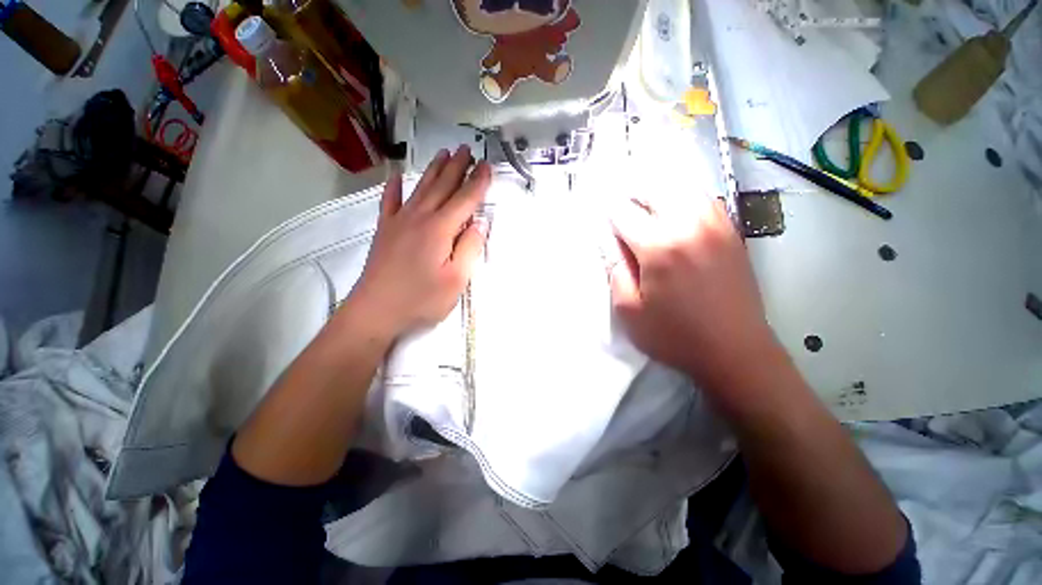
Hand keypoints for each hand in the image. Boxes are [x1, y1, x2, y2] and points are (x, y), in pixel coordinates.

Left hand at [347, 146, 490, 341]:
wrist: (376, 311)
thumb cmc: (421, 299)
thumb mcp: (456, 280)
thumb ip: (469, 248)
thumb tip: (480, 222)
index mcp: (440, 230)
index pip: (464, 200)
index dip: (477, 182)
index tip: (486, 165)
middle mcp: (420, 218)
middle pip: (442, 187)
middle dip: (457, 167)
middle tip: (467, 149)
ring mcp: (399, 222)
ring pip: (420, 188)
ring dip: (434, 170)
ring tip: (443, 153)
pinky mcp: (385, 230)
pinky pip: (390, 202)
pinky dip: (394, 187)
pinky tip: (397, 176)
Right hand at [609, 192, 777, 391]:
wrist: (735, 351)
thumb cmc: (675, 335)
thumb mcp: (629, 311)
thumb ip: (615, 271)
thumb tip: (609, 243)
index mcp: (659, 247)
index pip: (624, 213)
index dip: (607, 213)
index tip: (599, 216)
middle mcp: (689, 226)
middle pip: (655, 189)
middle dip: (632, 193)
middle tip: (620, 207)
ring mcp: (715, 225)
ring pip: (682, 188)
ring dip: (657, 192)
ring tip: (644, 205)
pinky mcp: (732, 232)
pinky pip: (704, 200)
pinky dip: (683, 197)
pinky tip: (674, 211)